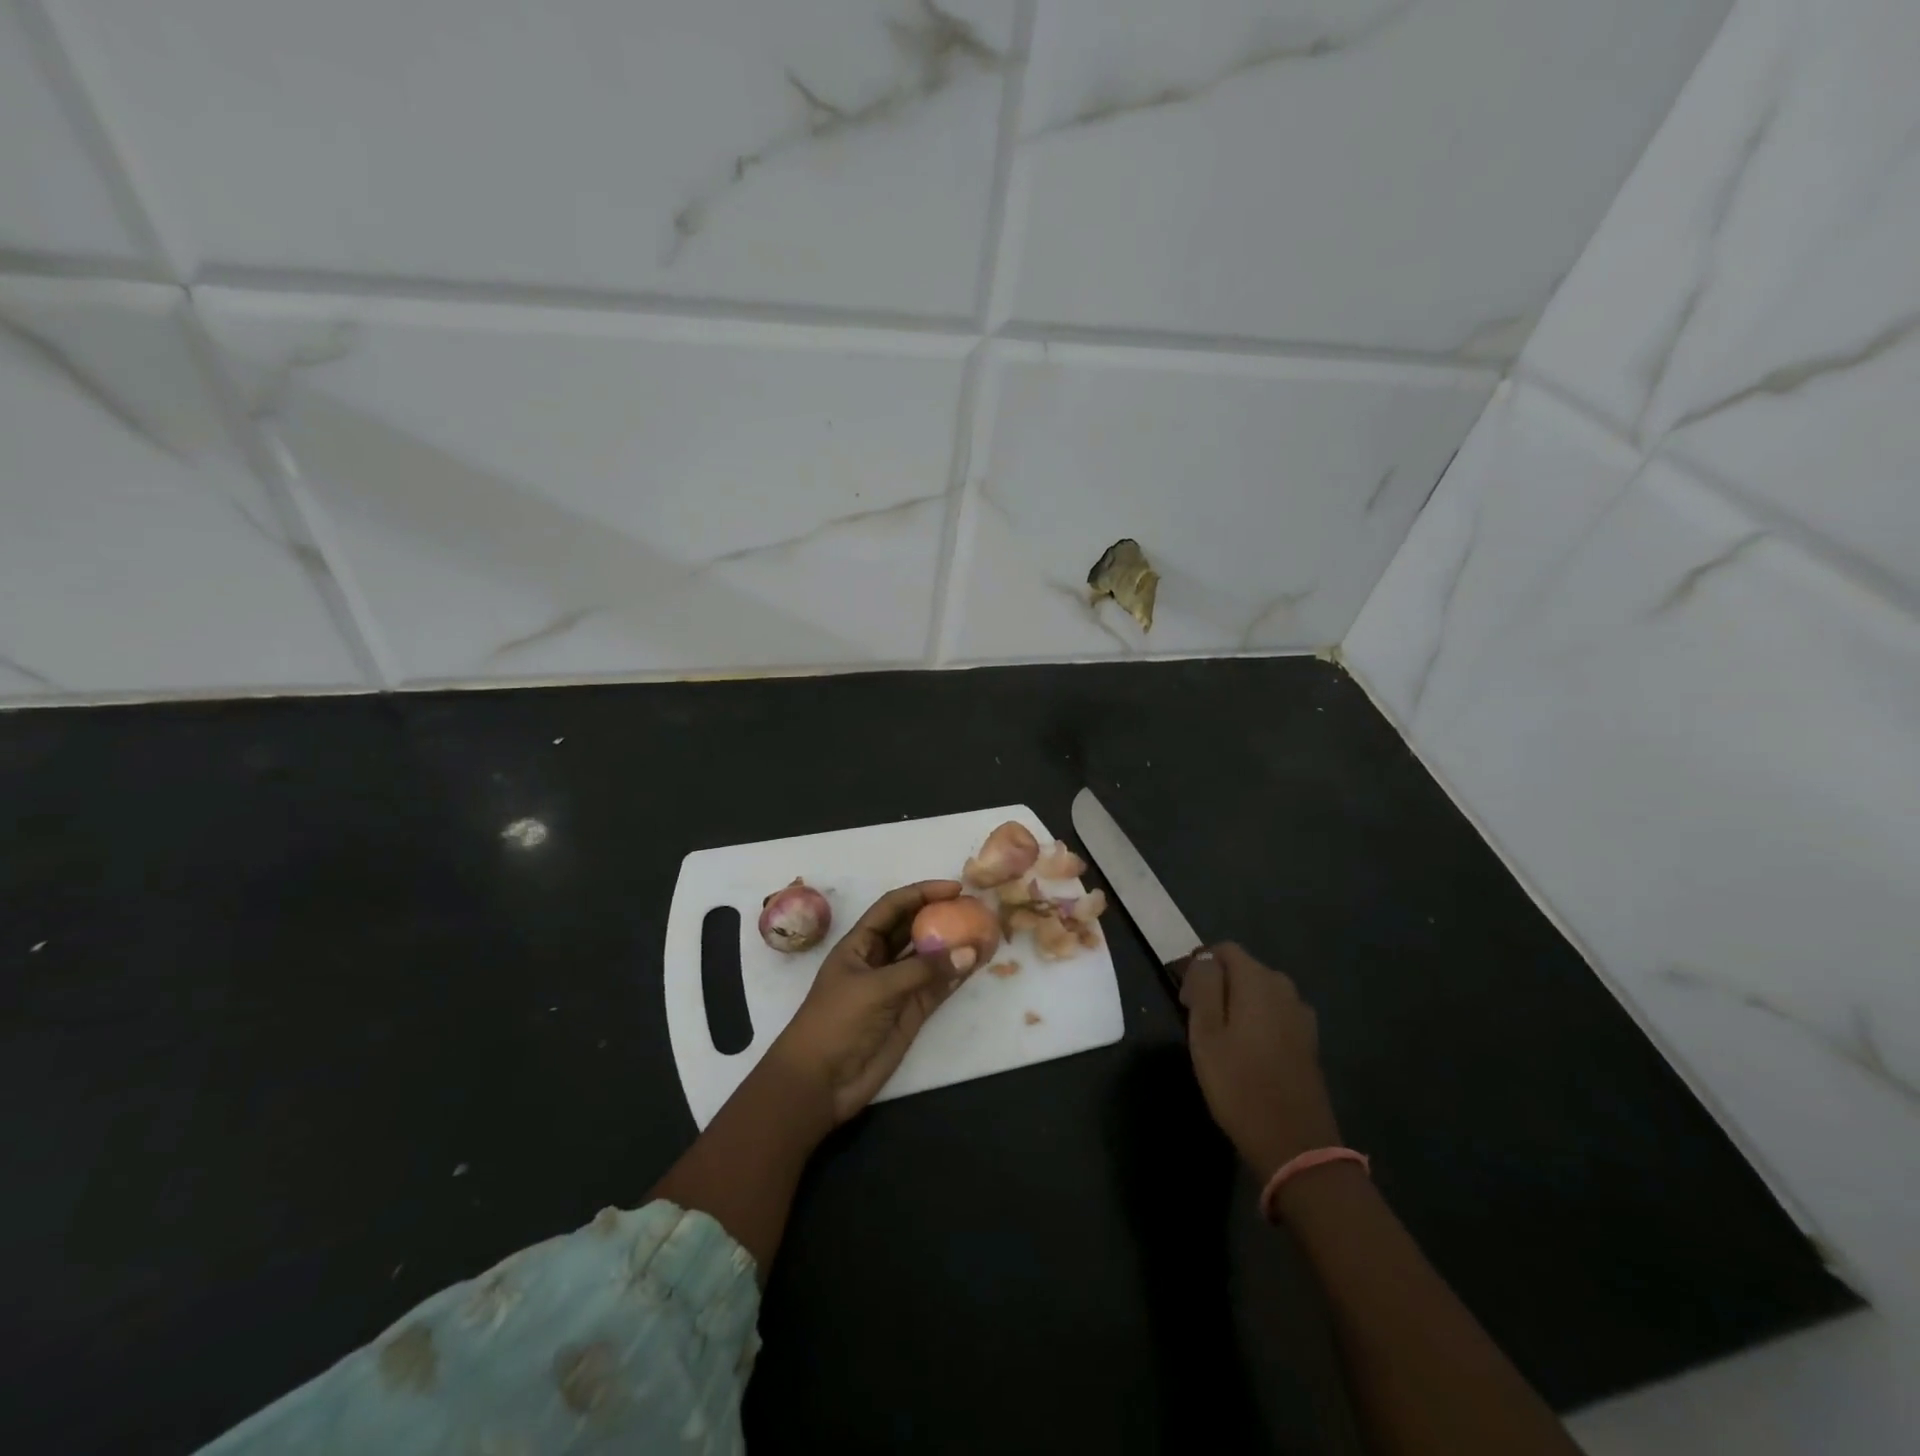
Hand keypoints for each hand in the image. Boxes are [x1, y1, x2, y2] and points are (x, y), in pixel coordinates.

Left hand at [769, 880, 972, 1126]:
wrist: (820, 1082)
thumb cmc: (835, 1022)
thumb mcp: (875, 988)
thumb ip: (922, 970)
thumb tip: (969, 951)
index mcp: (860, 944)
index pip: (893, 907)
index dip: (921, 893)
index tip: (954, 888)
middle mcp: (880, 960)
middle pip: (914, 928)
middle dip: (942, 916)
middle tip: (975, 908)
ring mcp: (897, 986)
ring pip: (930, 958)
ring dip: (954, 945)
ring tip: (985, 932)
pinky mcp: (911, 1013)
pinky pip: (938, 986)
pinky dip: (957, 975)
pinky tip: (977, 963)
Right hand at [1182, 942, 1342, 1178]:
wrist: (1295, 1145)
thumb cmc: (1239, 1085)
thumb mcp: (1206, 1033)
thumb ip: (1204, 986)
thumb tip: (1204, 959)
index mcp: (1258, 981)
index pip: (1223, 950)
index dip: (1198, 964)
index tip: (1182, 994)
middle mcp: (1284, 989)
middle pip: (1243, 968)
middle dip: (1216, 983)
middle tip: (1194, 1017)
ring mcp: (1300, 1015)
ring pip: (1258, 992)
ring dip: (1236, 1002)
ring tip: (1216, 1035)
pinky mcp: (1308, 1040)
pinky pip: (1274, 1013)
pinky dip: (1255, 1019)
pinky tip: (1245, 1050)